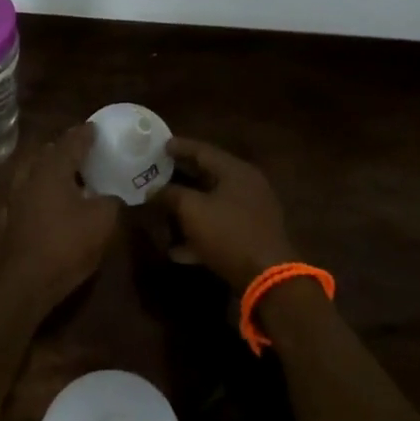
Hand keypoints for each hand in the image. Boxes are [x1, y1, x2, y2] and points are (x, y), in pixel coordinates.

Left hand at [0, 124, 121, 311]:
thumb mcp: (103, 220)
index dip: (85, 134)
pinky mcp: (12, 218)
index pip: (70, 142)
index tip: (96, 127)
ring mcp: (17, 198)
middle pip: (48, 153)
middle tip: (84, 150)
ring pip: (35, 172)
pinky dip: (44, 189)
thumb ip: (112, 201)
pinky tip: (56, 200)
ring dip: (52, 168)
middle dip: (65, 148)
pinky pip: (30, 192)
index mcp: (52, 169)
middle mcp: (31, 176)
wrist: (26, 282)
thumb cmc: (66, 243)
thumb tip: (112, 196)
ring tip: (72, 174)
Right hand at [154, 138, 295, 288]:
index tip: (160, 144)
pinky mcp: (250, 237)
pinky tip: (176, 250)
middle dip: (181, 178)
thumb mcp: (192, 210)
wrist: (266, 277)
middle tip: (158, 174)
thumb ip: (170, 194)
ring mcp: (250, 213)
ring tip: (162, 211)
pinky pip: (219, 229)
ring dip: (187, 209)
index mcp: (236, 171)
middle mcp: (246, 187)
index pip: (203, 150)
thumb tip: (153, 190)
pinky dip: (199, 234)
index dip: (180, 147)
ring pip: (212, 204)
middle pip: (208, 176)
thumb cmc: (228, 233)